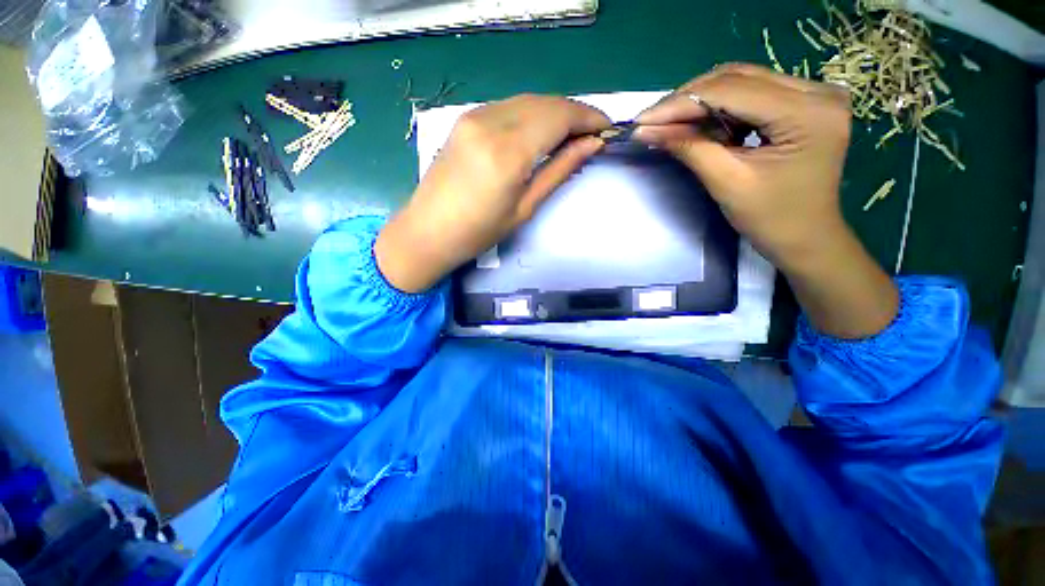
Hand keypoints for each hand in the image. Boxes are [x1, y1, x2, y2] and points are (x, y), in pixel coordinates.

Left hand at [376, 95, 610, 292]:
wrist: (428, 231)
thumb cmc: (479, 232)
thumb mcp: (525, 208)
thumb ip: (559, 171)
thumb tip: (592, 145)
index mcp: (508, 152)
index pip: (559, 116)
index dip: (588, 118)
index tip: (607, 128)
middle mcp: (490, 123)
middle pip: (545, 102)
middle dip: (574, 113)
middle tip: (591, 134)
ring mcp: (473, 117)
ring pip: (527, 101)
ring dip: (553, 113)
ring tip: (569, 136)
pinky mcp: (465, 119)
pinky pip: (508, 107)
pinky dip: (531, 114)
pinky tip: (538, 134)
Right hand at [635, 63, 853, 269]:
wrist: (806, 238)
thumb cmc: (771, 218)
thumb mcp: (726, 182)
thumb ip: (689, 148)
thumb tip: (647, 130)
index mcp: (807, 112)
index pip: (731, 91)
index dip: (680, 103)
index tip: (642, 119)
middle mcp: (817, 90)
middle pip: (738, 78)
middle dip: (688, 99)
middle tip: (652, 120)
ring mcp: (813, 94)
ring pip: (743, 81)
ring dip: (702, 102)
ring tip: (671, 124)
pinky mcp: (805, 104)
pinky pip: (752, 94)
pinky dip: (720, 108)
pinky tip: (702, 126)